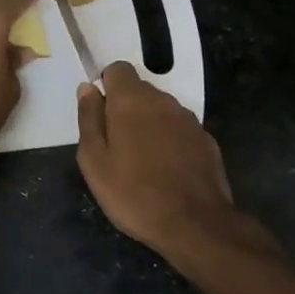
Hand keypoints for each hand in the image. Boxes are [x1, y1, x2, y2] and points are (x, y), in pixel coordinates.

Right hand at [76, 61, 235, 254]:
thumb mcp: (94, 161)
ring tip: (142, 161)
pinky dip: (170, 140)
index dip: (107, 86)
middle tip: (117, 145)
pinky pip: (180, 129)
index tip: (102, 115)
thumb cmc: (133, 193)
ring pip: (161, 109)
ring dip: (149, 124)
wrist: (195, 224)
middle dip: (126, 108)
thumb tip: (87, 88)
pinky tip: (167, 170)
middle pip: (140, 89)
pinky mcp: (206, 140)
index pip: (118, 69)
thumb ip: (89, 118)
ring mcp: (189, 120)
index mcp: (132, 100)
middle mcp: (163, 101)